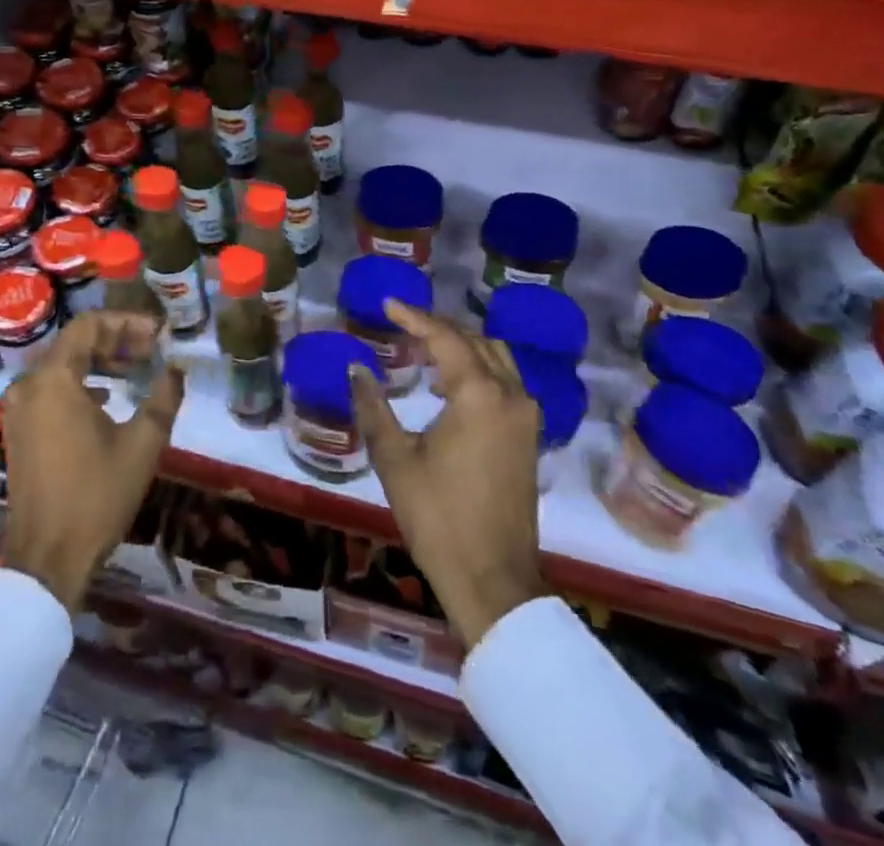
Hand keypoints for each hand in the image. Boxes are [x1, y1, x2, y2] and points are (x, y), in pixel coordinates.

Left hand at [0, 312, 182, 610]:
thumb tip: (176, 369)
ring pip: (62, 365)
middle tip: (152, 350)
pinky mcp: (19, 430)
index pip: (89, 325)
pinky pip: (51, 389)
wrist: (47, 560)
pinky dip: (80, 383)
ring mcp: (19, 409)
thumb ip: (163, 397)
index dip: (127, 322)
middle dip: (116, 340)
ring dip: (99, 361)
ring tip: (135, 369)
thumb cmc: (96, 496)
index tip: (158, 334)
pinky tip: (107, 398)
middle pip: (74, 343)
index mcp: (53, 379)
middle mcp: (29, 385)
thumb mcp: (142, 444)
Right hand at [350, 302, 547, 649]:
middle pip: (474, 340)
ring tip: (426, 344)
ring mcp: (526, 416)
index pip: (444, 338)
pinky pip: (506, 380)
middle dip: (439, 326)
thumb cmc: (439, 517)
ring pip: (496, 357)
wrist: (493, 580)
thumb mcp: (395, 459)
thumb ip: (373, 407)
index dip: (414, 317)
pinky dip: (479, 366)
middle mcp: (510, 395)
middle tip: (404, 323)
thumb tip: (355, 369)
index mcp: (478, 394)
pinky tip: (452, 380)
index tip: (388, 304)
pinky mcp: (529, 436)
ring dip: (463, 344)